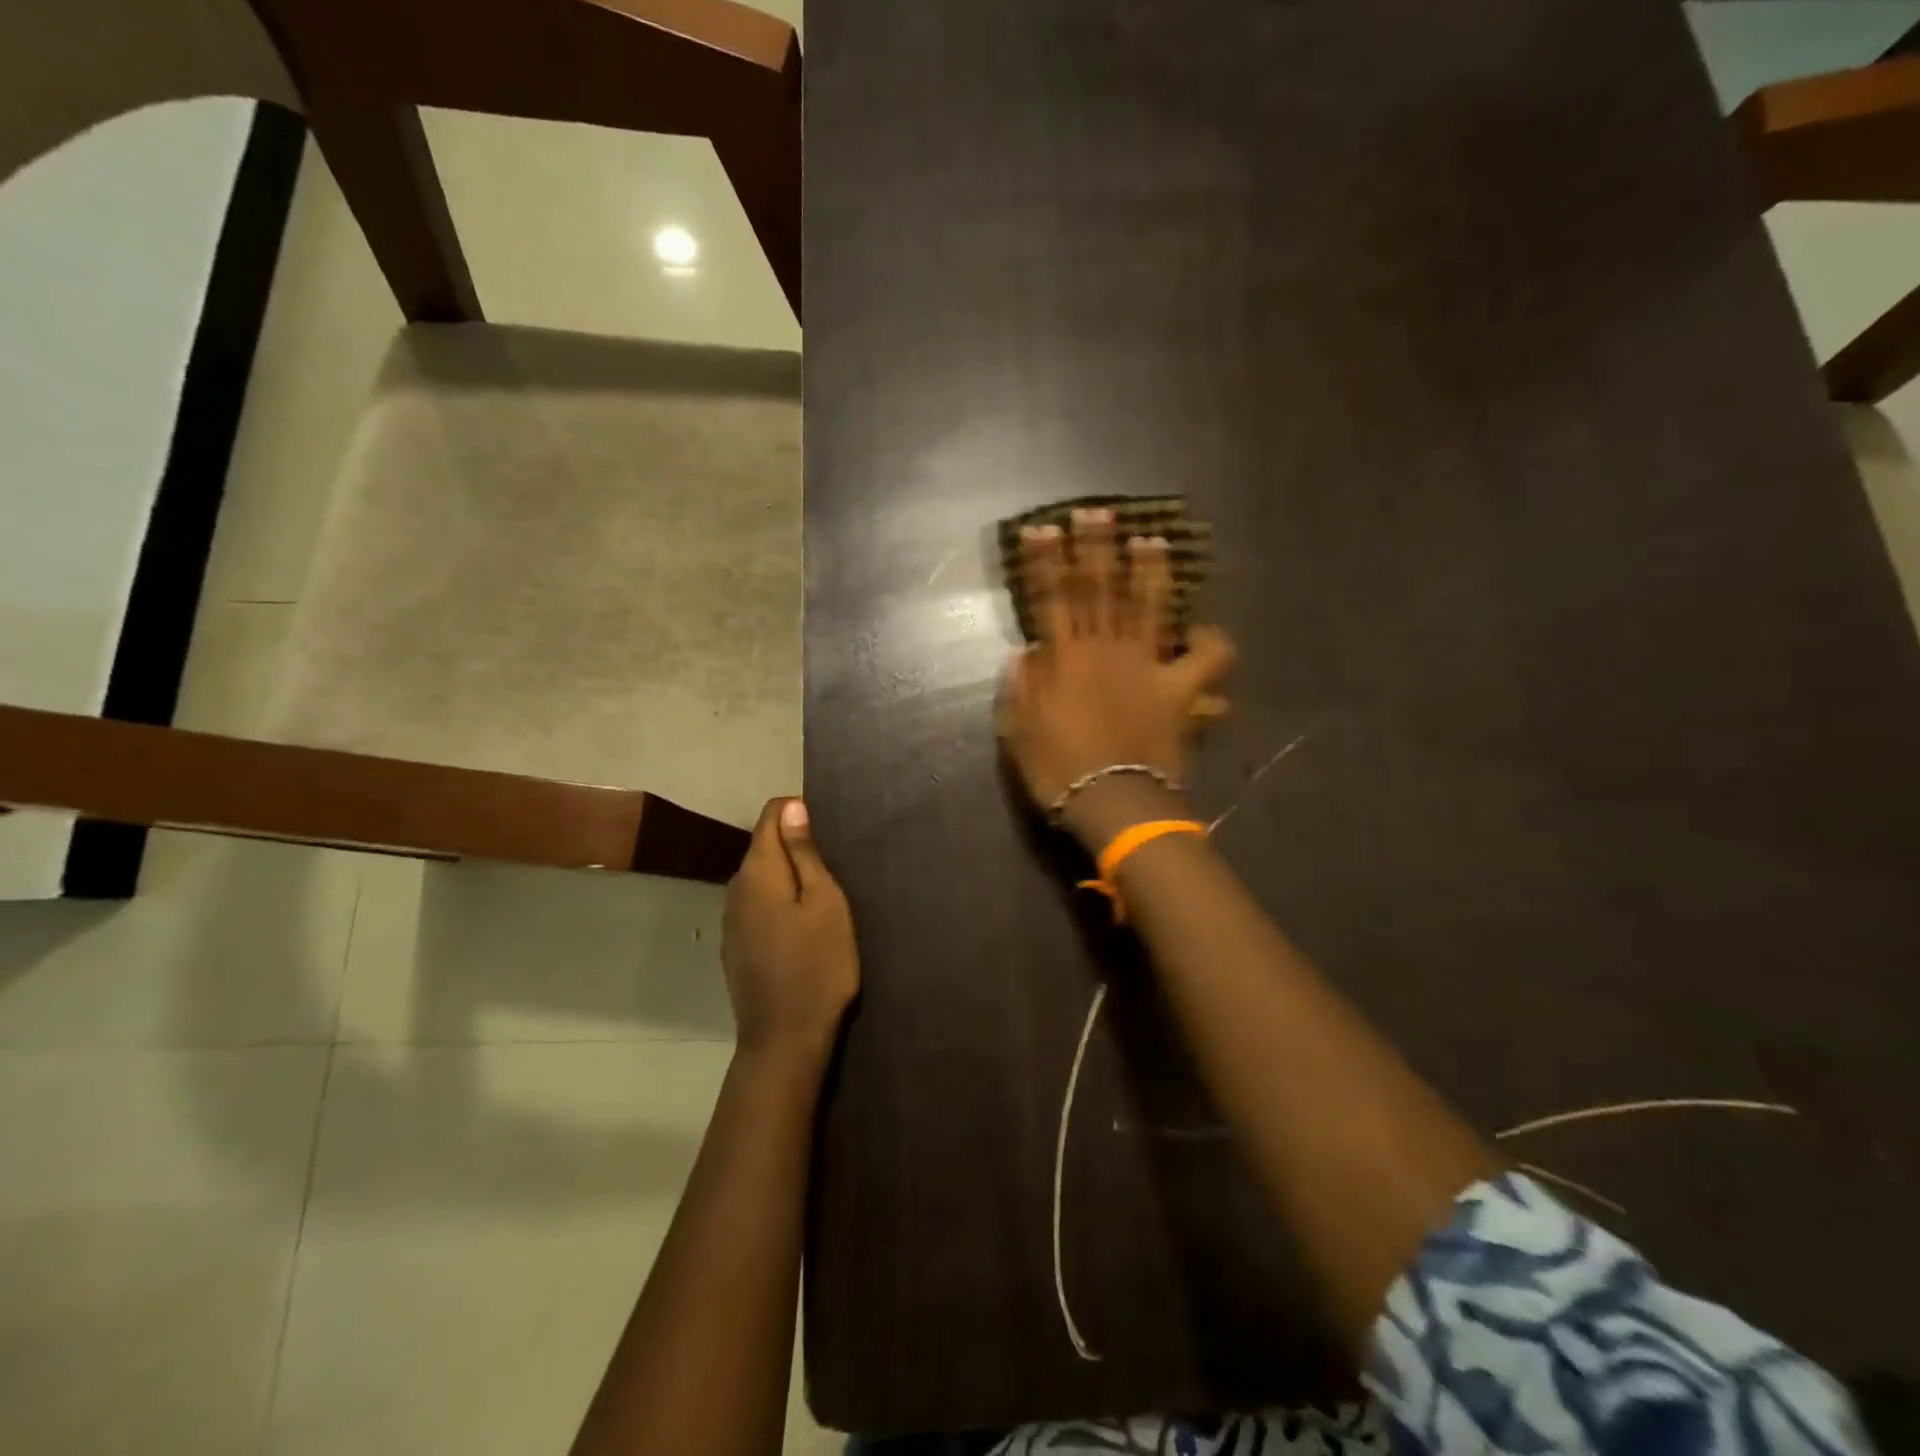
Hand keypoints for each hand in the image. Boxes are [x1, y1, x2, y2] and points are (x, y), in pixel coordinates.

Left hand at [722, 798, 859, 1056]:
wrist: (785, 1038)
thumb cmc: (818, 964)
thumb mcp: (825, 902)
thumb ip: (804, 853)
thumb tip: (791, 807)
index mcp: (758, 871)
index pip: (770, 815)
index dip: (798, 811)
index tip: (828, 830)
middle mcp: (735, 889)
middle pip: (763, 847)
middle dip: (794, 844)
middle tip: (834, 865)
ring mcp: (731, 921)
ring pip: (760, 878)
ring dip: (787, 875)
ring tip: (821, 894)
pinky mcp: (735, 947)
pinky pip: (757, 906)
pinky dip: (778, 902)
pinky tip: (799, 926)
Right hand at [999, 507, 1234, 832]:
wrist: (1114, 803)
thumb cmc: (1060, 770)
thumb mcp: (1020, 731)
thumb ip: (1021, 687)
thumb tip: (1026, 651)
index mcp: (1065, 658)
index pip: (1052, 598)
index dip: (1047, 562)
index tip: (1043, 530)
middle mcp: (1106, 649)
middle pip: (1101, 589)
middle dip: (1097, 548)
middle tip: (1097, 513)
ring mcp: (1147, 666)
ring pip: (1150, 607)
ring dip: (1150, 571)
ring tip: (1152, 540)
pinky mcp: (1178, 689)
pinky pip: (1208, 660)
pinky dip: (1213, 642)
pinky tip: (1209, 631)